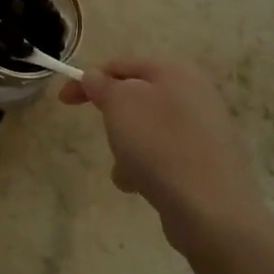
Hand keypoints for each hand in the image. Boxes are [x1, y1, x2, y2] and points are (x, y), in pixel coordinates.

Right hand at [59, 56, 273, 254]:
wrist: (211, 208)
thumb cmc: (159, 145)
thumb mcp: (119, 104)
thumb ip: (102, 84)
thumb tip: (95, 77)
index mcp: (174, 71)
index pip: (120, 65)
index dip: (87, 79)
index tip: (63, 101)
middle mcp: (194, 93)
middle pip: (134, 98)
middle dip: (112, 119)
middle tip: (102, 134)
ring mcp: (204, 129)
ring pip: (146, 129)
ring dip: (126, 147)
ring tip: (125, 170)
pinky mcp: (207, 161)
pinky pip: (163, 155)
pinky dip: (147, 167)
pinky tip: (143, 186)